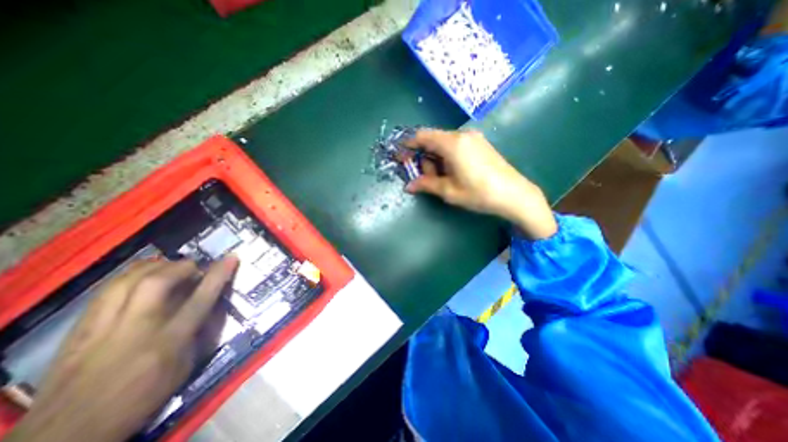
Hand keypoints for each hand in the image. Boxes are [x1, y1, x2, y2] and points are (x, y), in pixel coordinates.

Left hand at [6, 256, 236, 441]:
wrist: (65, 434)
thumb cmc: (141, 399)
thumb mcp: (183, 368)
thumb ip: (197, 334)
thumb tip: (209, 307)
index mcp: (168, 341)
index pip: (200, 299)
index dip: (218, 275)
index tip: (231, 258)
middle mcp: (136, 328)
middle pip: (158, 282)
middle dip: (183, 266)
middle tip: (194, 267)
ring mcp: (102, 326)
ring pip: (129, 280)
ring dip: (157, 266)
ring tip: (170, 267)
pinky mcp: (79, 328)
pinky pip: (108, 288)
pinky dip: (131, 275)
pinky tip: (141, 276)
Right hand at [403, 130, 555, 239]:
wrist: (514, 194)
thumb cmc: (479, 193)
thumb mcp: (449, 191)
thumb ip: (426, 185)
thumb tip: (408, 186)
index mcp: (452, 143)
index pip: (422, 136)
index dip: (409, 145)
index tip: (402, 156)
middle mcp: (462, 135)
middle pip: (433, 140)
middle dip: (424, 158)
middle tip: (426, 178)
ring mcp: (473, 138)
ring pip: (444, 144)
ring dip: (436, 159)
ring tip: (441, 179)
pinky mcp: (480, 144)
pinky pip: (456, 145)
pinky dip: (447, 157)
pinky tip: (453, 173)